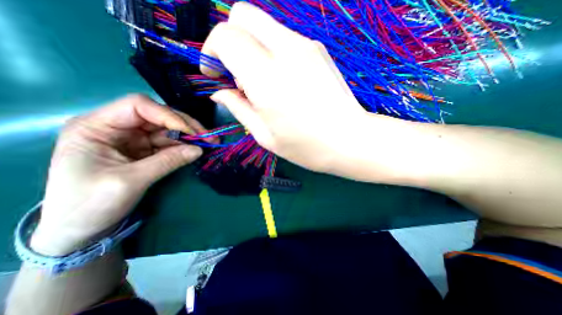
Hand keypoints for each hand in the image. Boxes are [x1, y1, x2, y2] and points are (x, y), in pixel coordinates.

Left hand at [31, 94, 205, 255]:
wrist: (80, 228)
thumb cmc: (90, 205)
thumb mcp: (131, 181)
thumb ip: (167, 162)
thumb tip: (199, 150)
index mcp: (97, 127)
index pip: (139, 106)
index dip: (168, 116)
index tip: (192, 132)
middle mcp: (117, 127)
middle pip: (158, 116)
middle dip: (186, 126)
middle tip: (210, 137)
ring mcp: (133, 139)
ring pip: (168, 129)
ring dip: (190, 136)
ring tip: (210, 144)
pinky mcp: (145, 150)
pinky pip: (170, 143)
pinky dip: (185, 146)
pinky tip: (197, 150)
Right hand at [203, 1, 372, 174]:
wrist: (350, 140)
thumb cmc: (306, 147)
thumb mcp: (265, 136)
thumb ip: (238, 108)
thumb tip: (219, 92)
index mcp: (267, 78)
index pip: (225, 37)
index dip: (211, 52)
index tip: (215, 74)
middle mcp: (286, 51)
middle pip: (242, 15)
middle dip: (230, 40)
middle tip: (236, 75)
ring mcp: (306, 46)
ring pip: (264, 25)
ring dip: (251, 47)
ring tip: (261, 83)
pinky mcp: (318, 50)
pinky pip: (283, 38)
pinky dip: (271, 51)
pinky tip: (281, 80)